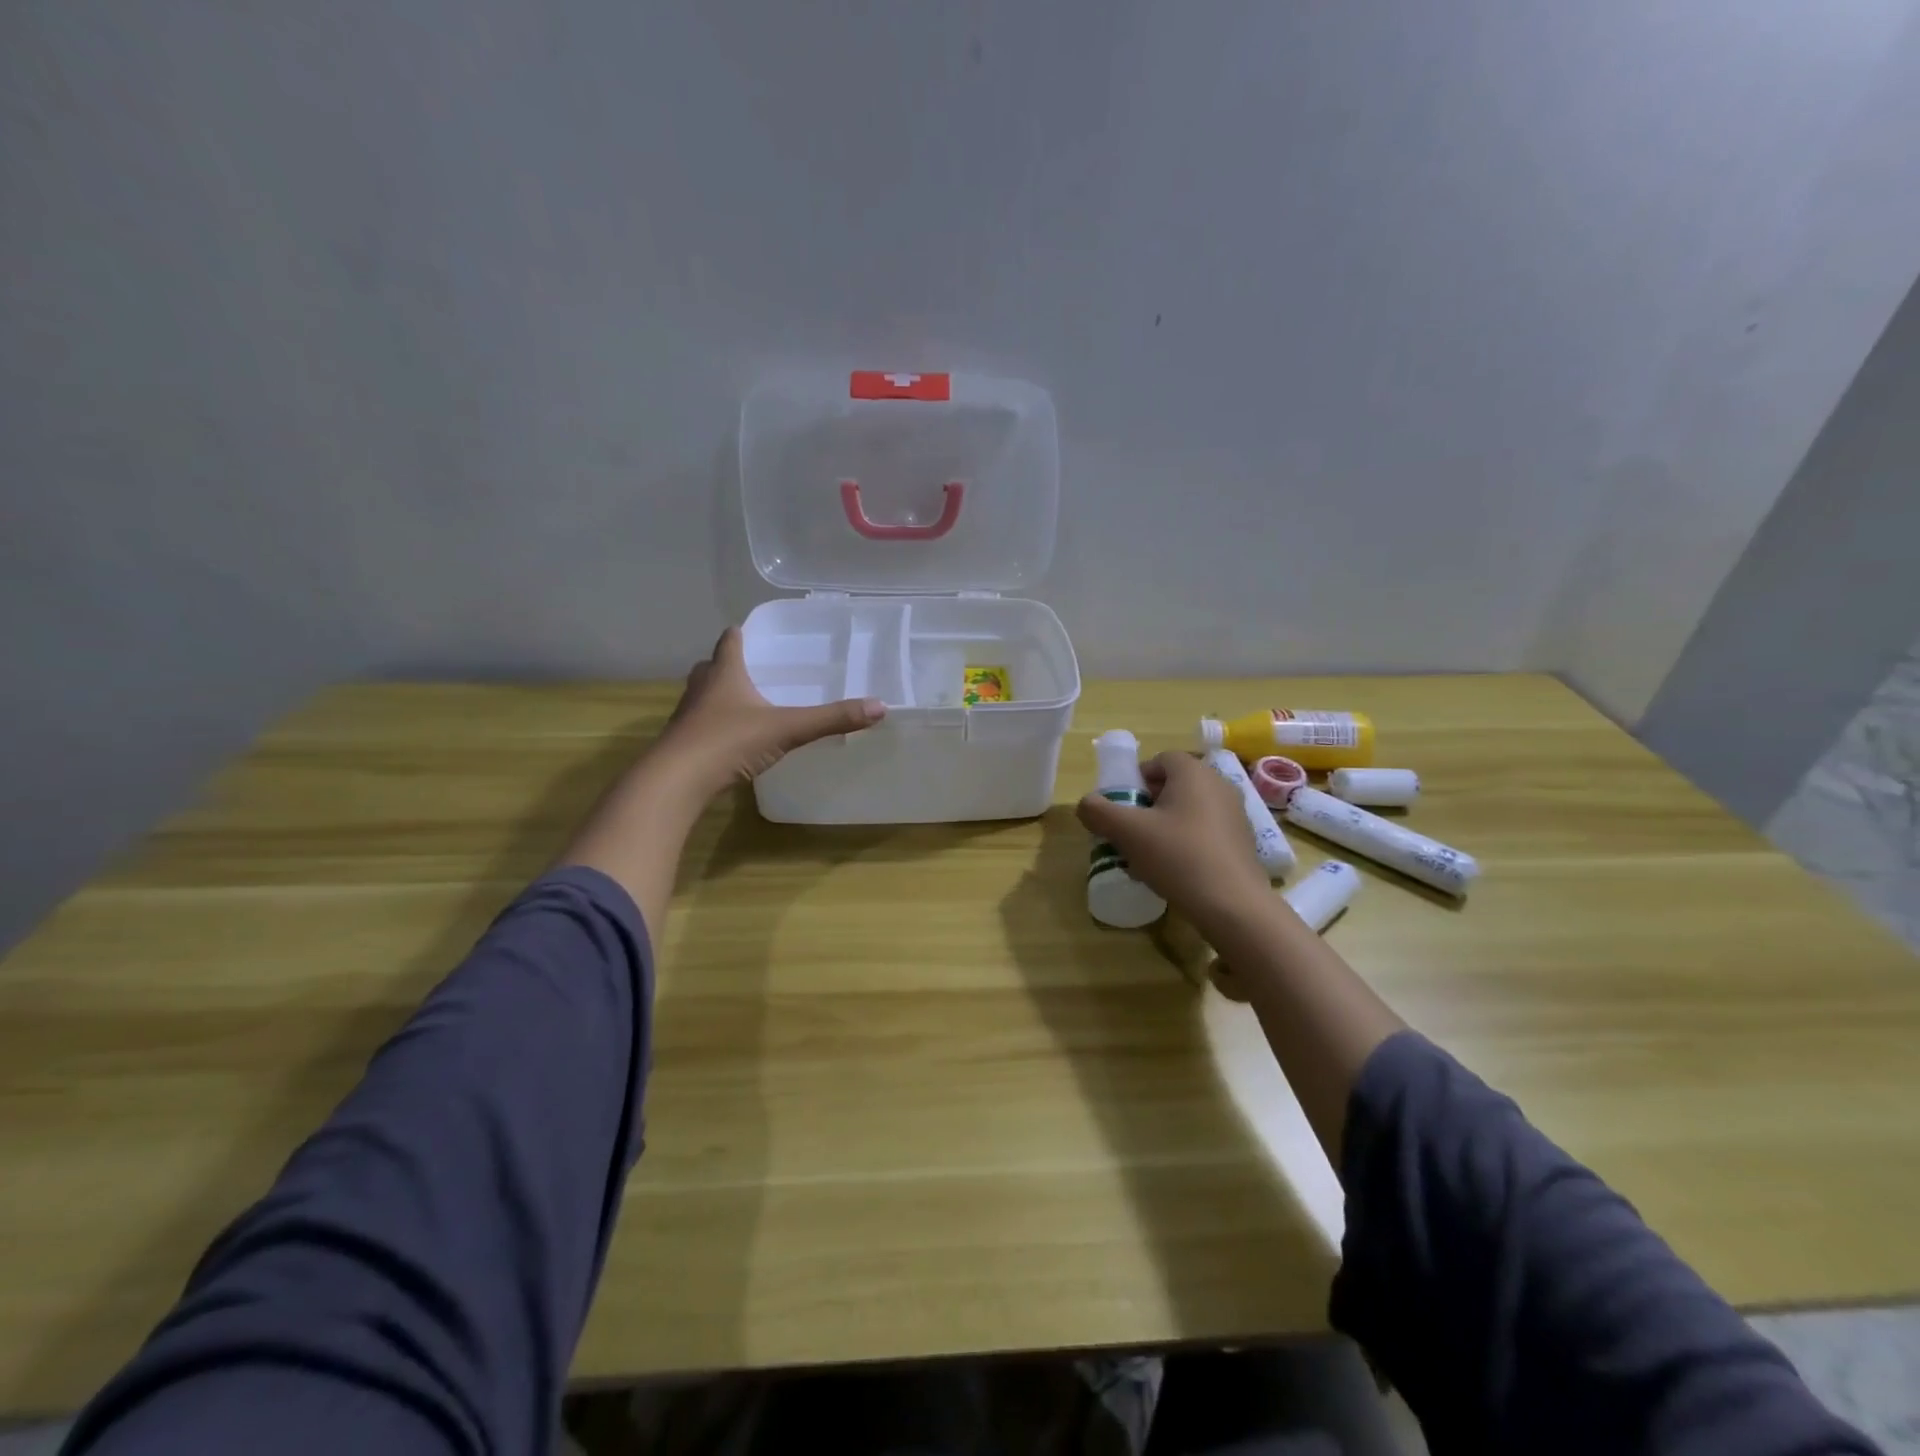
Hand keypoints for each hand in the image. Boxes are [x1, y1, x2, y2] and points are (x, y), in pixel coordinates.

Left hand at [652, 627, 885, 801]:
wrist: (676, 781)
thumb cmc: (729, 742)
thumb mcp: (787, 729)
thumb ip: (831, 719)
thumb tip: (880, 707)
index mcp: (724, 674)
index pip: (730, 642)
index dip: (740, 634)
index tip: (751, 631)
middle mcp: (702, 689)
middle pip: (711, 667)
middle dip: (728, 665)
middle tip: (752, 669)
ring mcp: (687, 717)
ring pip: (702, 696)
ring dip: (719, 696)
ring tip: (744, 703)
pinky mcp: (682, 744)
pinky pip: (700, 726)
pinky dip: (714, 726)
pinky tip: (731, 739)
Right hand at [1075, 751, 1272, 932]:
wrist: (1233, 906)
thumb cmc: (1178, 856)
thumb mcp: (1128, 832)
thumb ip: (1099, 812)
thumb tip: (1085, 804)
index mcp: (1193, 773)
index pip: (1160, 759)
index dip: (1137, 778)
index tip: (1123, 804)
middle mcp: (1218, 785)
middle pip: (1174, 785)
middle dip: (1148, 804)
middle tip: (1130, 830)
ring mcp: (1235, 814)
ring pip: (1189, 810)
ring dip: (1165, 826)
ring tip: (1148, 855)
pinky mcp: (1242, 842)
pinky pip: (1205, 832)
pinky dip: (1186, 843)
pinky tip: (1173, 871)